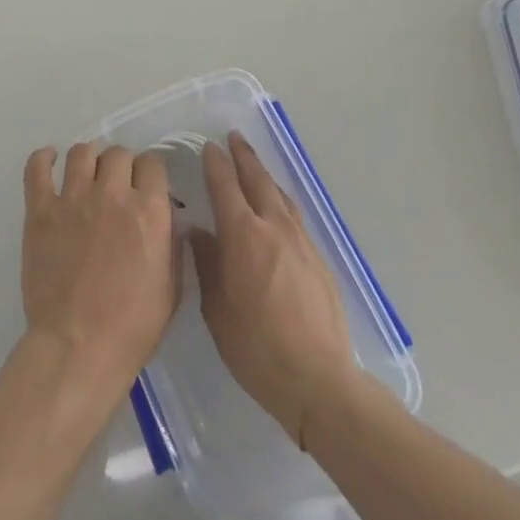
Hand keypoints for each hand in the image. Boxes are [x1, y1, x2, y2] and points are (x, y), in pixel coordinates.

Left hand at [22, 143, 180, 392]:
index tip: (147, 187)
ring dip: (90, 159)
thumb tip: (169, 218)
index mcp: (148, 211)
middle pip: (119, 154)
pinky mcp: (41, 210)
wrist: (78, 347)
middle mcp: (112, 194)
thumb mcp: (172, 287)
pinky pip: (37, 168)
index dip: (151, 173)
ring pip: (82, 152)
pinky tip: (50, 160)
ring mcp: (73, 199)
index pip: (153, 163)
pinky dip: (43, 158)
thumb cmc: (132, 326)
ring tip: (88, 174)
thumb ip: (173, 244)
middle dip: (122, 166)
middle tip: (118, 187)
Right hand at [189, 132, 357, 448]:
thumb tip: (199, 233)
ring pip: (280, 196)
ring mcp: (302, 242)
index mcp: (244, 236)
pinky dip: (281, 202)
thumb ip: (207, 265)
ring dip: (265, 176)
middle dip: (244, 157)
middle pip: (258, 180)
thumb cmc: (257, 348)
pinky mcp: (319, 260)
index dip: (216, 164)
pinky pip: (295, 217)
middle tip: (234, 137)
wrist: (320, 381)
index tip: (209, 147)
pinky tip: (278, 210)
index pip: (225, 187)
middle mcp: (274, 228)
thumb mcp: (217, 310)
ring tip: (255, 166)